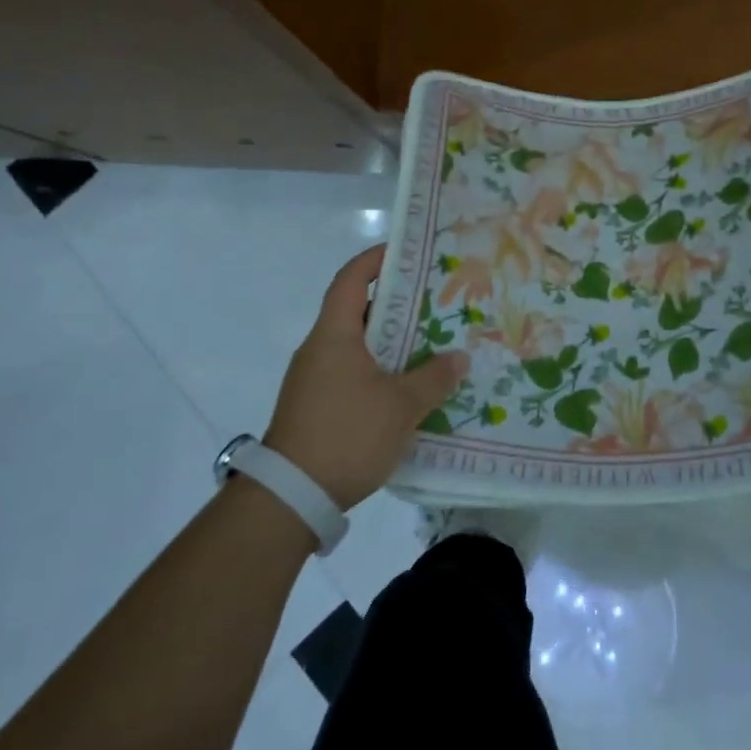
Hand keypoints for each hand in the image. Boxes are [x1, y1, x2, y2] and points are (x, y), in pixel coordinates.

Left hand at [263, 245, 468, 510]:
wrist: (290, 497)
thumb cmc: (346, 434)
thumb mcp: (401, 406)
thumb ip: (434, 378)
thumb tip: (460, 358)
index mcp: (334, 335)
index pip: (350, 280)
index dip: (375, 260)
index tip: (406, 252)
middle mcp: (319, 349)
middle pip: (357, 311)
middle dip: (396, 304)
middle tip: (435, 302)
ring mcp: (313, 380)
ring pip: (357, 345)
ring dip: (390, 341)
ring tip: (431, 343)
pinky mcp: (315, 406)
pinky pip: (352, 372)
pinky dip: (379, 369)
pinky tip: (408, 386)